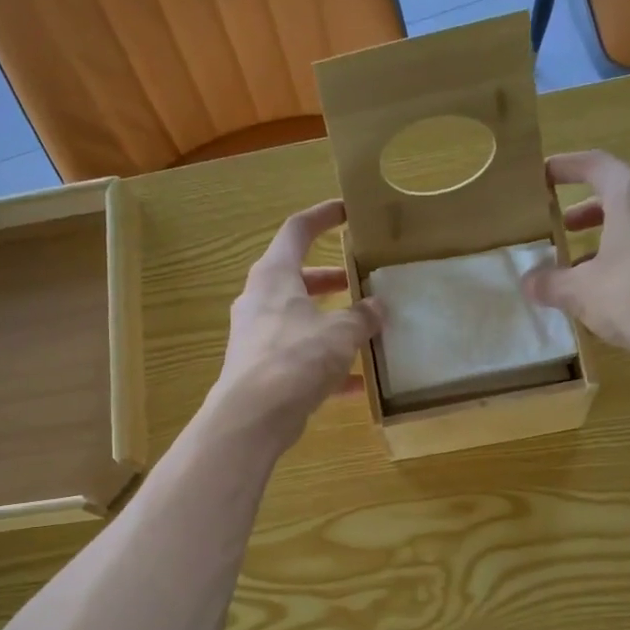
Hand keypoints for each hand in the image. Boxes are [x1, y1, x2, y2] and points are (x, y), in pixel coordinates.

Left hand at [214, 199, 383, 442]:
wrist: (253, 416)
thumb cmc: (295, 358)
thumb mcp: (339, 333)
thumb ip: (361, 317)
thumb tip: (377, 307)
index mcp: (274, 276)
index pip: (297, 230)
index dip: (322, 217)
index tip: (346, 212)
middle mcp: (261, 301)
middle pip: (298, 279)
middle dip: (332, 280)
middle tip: (361, 282)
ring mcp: (258, 338)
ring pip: (300, 321)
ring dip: (331, 324)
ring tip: (365, 332)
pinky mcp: (263, 371)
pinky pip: (300, 360)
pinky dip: (326, 366)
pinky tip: (357, 384)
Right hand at [522, 150, 629, 353]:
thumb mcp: (581, 293)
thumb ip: (551, 284)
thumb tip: (529, 281)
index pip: (596, 165)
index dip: (569, 166)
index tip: (546, 173)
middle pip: (623, 195)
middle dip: (591, 210)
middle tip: (567, 228)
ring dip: (615, 237)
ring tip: (592, 266)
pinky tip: (625, 289)